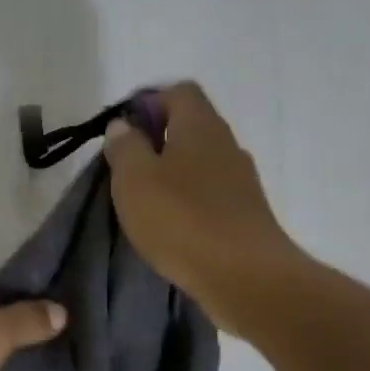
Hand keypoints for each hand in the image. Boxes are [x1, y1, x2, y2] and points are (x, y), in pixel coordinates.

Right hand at [104, 82, 305, 336]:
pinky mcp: (246, 214)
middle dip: (156, 141)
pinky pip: (210, 193)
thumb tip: (123, 126)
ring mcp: (241, 181)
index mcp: (200, 126)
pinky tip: (170, 225)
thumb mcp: (134, 179)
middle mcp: (226, 144)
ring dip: (171, 174)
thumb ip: (125, 147)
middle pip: (190, 126)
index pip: (178, 92)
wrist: (246, 278)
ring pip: (200, 162)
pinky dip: (188, 201)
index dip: (148, 102)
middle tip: (126, 169)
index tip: (123, 131)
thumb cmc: (182, 220)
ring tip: (144, 201)